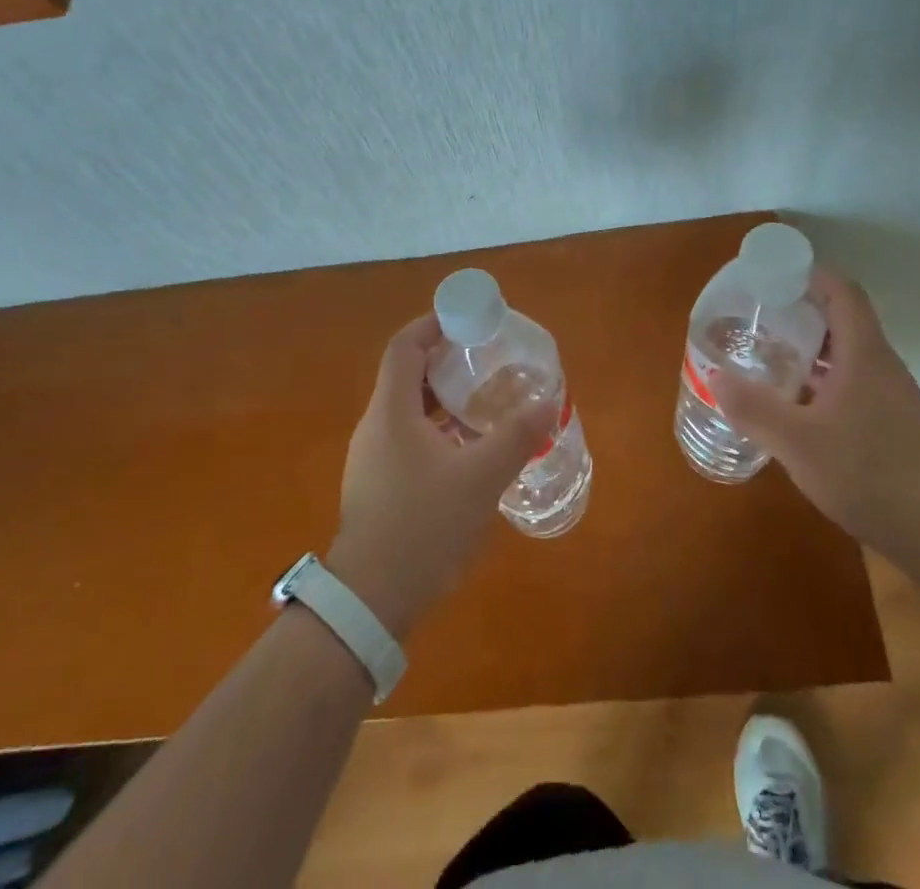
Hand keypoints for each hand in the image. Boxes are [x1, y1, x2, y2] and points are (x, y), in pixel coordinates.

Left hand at [325, 314, 555, 637]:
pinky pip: (407, 438)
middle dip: (444, 360)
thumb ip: (517, 436)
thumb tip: (548, 402)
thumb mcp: (481, 478)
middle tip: (485, 358)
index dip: (432, 324)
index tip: (466, 319)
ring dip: (442, 398)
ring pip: (407, 410)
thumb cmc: (423, 526)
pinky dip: (436, 429)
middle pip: (406, 375)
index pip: (405, 346)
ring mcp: (372, 458)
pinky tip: (467, 450)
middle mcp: (375, 426)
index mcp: (391, 411)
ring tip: (483, 401)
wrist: (371, 601)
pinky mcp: (376, 485)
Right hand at [714, 268, 919, 557]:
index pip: (841, 292)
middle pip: (842, 318)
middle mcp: (880, 364)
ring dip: (811, 347)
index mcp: (863, 354)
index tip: (772, 276)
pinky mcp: (893, 420)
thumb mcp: (797, 443)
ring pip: (847, 352)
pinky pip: (854, 380)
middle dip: (800, 311)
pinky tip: (799, 404)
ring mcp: (891, 393)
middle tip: (758, 318)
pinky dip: (824, 377)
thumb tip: (715, 376)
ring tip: (770, 356)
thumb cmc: (868, 475)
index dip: (809, 275)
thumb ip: (754, 408)